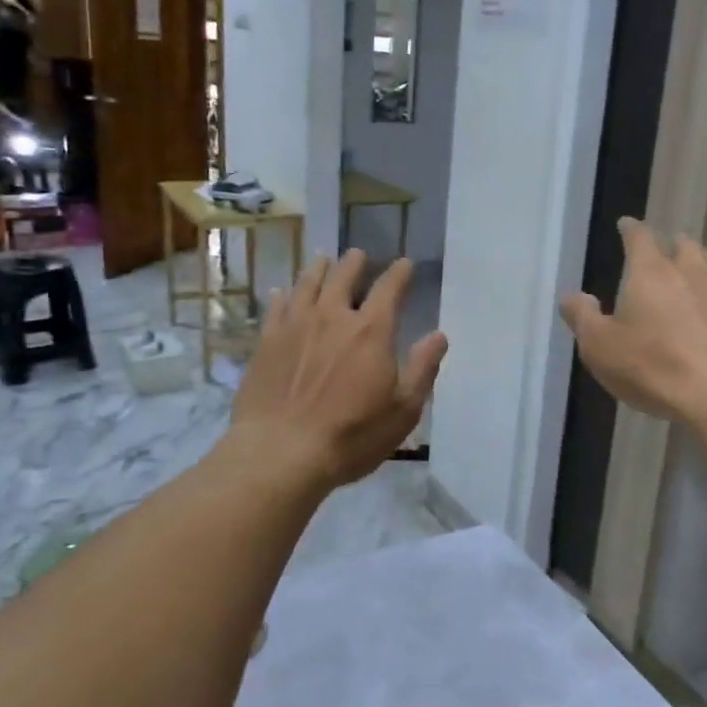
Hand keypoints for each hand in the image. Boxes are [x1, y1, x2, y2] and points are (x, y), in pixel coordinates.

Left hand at [230, 250, 447, 490]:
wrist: (281, 452)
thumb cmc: (351, 435)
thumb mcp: (403, 410)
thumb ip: (422, 369)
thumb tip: (439, 336)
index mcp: (371, 331)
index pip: (390, 289)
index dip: (399, 273)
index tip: (405, 263)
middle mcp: (333, 317)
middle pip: (344, 277)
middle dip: (355, 263)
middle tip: (359, 254)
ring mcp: (295, 326)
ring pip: (308, 284)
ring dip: (319, 269)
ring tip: (323, 260)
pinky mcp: (266, 342)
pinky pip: (275, 307)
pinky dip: (283, 295)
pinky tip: (282, 292)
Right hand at [560, 218, 706, 422]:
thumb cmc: (653, 366)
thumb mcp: (600, 346)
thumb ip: (583, 317)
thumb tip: (571, 295)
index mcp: (651, 273)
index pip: (640, 237)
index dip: (631, 229)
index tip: (626, 224)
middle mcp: (691, 274)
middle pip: (684, 246)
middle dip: (671, 244)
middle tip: (663, 250)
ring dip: (699, 263)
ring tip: (691, 271)